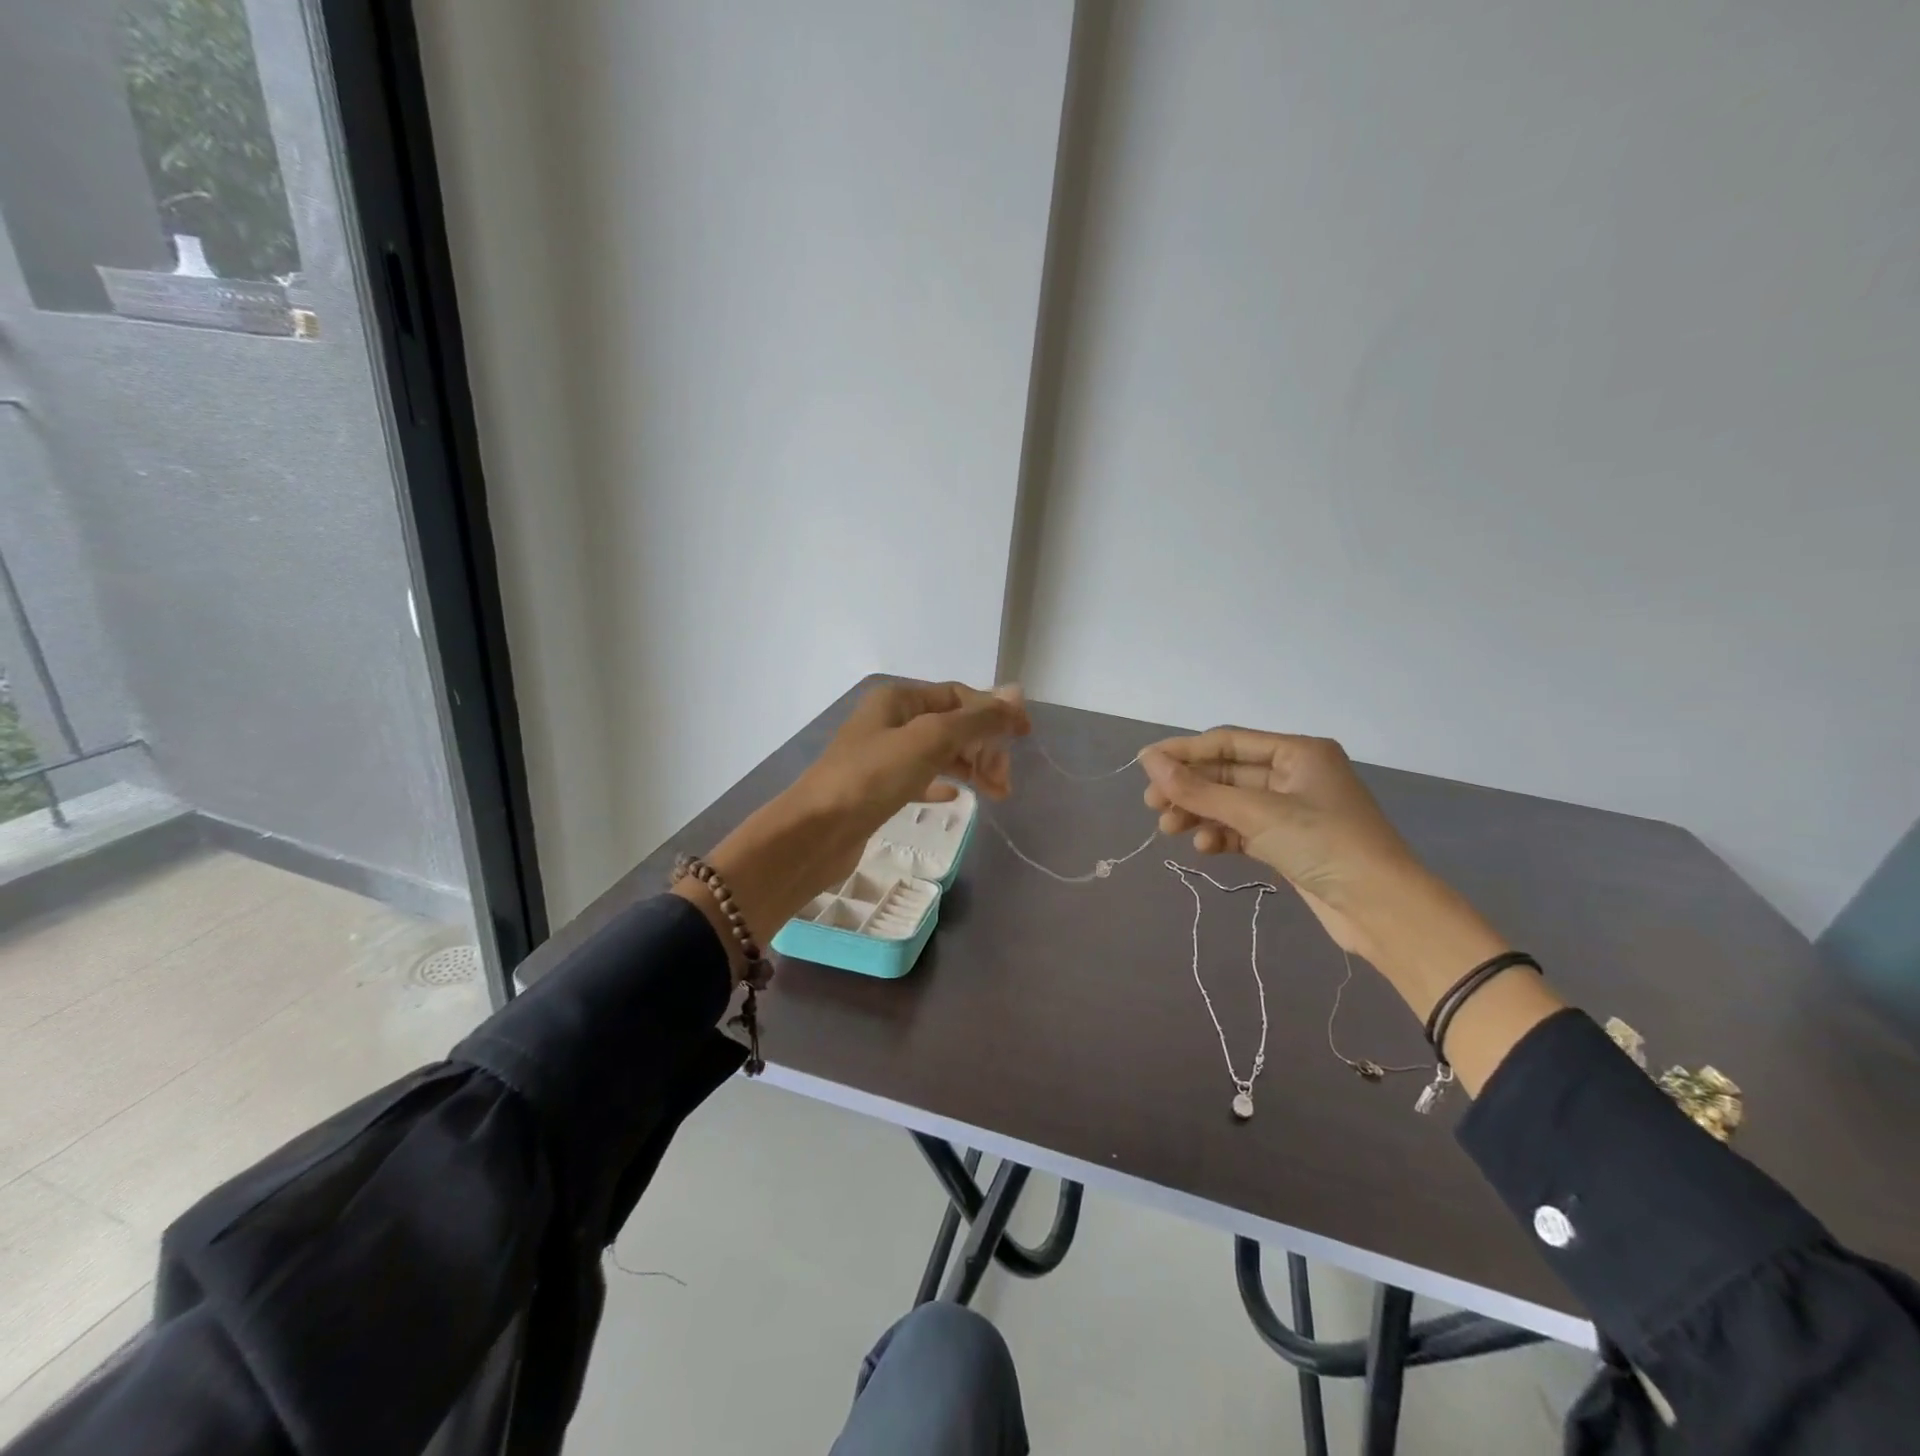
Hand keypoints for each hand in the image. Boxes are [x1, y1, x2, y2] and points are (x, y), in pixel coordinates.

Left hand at [787, 680, 1030, 886]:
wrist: (816, 832)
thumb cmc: (872, 777)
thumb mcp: (930, 740)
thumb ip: (976, 719)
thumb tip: (1016, 694)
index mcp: (898, 698)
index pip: (958, 695)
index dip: (994, 711)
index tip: (1025, 736)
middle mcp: (890, 720)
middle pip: (951, 724)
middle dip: (983, 746)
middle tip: (1004, 781)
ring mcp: (882, 755)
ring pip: (939, 753)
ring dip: (970, 768)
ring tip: (996, 793)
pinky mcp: (878, 788)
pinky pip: (920, 778)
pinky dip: (942, 784)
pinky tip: (956, 798)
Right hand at [1138, 729, 1499, 982]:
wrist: (1382, 909)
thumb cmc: (1323, 844)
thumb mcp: (1255, 812)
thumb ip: (1198, 788)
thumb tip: (1148, 760)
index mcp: (1297, 752)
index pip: (1228, 742)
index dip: (1184, 752)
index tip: (1144, 764)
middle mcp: (1295, 774)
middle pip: (1227, 773)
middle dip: (1189, 789)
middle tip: (1153, 805)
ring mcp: (1292, 811)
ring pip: (1231, 804)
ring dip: (1200, 814)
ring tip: (1170, 830)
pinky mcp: (1289, 843)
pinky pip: (1244, 830)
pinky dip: (1221, 835)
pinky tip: (1204, 848)